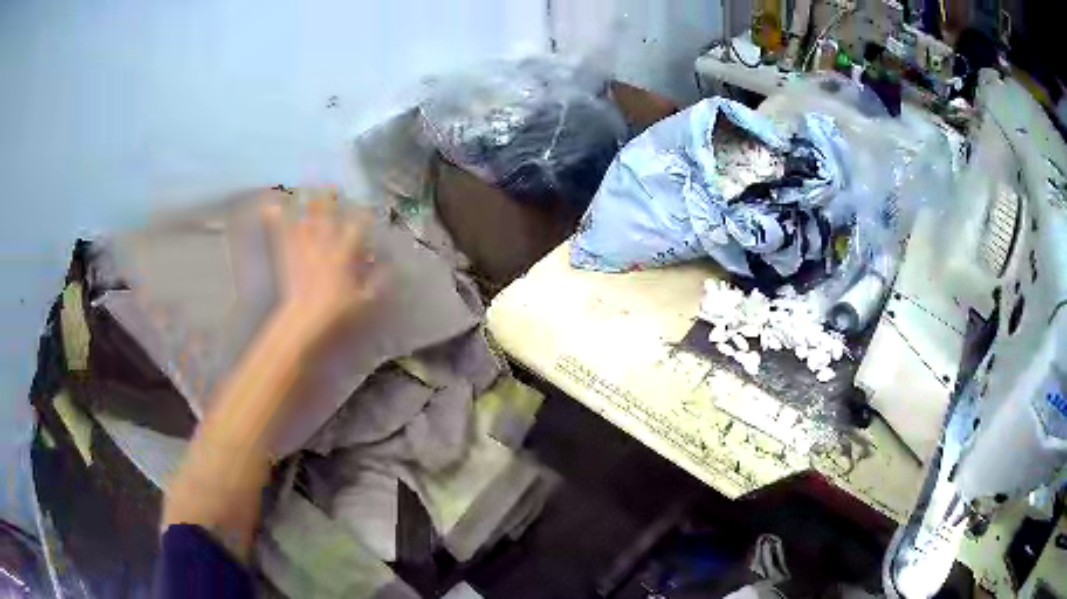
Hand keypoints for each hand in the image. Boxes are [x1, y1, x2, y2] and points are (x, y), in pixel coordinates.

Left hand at [262, 188, 379, 348]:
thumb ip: (377, 283)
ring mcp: (303, 249)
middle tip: (331, 184)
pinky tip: (269, 205)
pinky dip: (275, 219)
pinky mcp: (288, 256)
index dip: (362, 217)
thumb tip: (389, 268)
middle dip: (329, 200)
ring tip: (303, 185)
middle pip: (326, 217)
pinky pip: (281, 234)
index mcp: (342, 256)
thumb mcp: (364, 302)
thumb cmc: (336, 315)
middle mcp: (323, 246)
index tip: (366, 209)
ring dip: (304, 202)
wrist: (303, 323)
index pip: (355, 229)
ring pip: (304, 219)